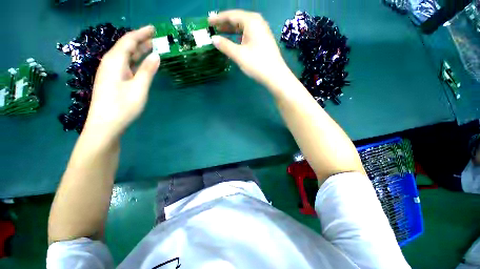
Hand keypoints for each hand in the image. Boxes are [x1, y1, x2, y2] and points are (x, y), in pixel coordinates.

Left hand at [84, 25, 160, 139]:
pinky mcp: (113, 80)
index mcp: (114, 61)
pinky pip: (125, 65)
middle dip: (140, 40)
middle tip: (155, 37)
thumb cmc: (122, 106)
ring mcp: (111, 72)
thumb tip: (156, 56)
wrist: (105, 125)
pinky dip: (135, 61)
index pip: (128, 41)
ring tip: (151, 47)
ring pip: (125, 56)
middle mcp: (110, 63)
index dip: (141, 33)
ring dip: (138, 51)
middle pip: (126, 47)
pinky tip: (142, 62)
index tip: (153, 28)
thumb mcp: (139, 88)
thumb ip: (147, 71)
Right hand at [209, 10, 292, 88]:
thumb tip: (213, 39)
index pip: (231, 15)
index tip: (208, 22)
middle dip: (225, 23)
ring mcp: (262, 31)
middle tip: (213, 27)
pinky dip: (240, 36)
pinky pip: (248, 33)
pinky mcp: (264, 40)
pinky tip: (235, 40)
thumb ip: (225, 45)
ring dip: (232, 30)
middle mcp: (257, 22)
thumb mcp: (239, 55)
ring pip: (244, 27)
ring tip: (221, 33)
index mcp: (251, 21)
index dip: (218, 18)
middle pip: (238, 19)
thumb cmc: (257, 64)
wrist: (275, 75)